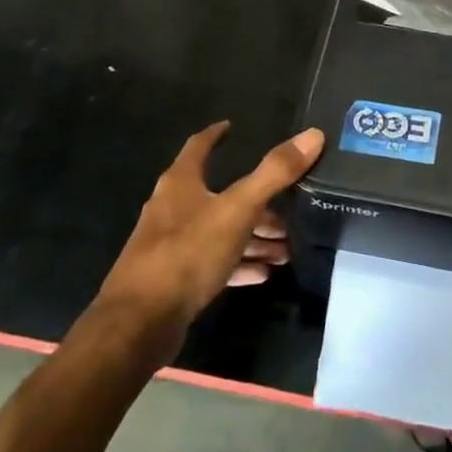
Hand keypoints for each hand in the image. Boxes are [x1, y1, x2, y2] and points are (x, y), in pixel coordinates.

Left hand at [92, 122, 323, 361]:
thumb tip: (313, 134)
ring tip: (285, 248)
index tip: (232, 128)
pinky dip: (239, 264)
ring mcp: (171, 246)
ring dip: (252, 237)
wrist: (138, 324)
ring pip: (220, 232)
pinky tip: (263, 274)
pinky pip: (214, 264)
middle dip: (256, 201)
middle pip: (219, 195)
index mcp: (181, 183)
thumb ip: (275, 173)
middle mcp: (173, 209)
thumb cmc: (187, 253)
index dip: (216, 135)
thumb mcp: (238, 209)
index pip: (198, 146)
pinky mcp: (175, 280)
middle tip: (288, 210)